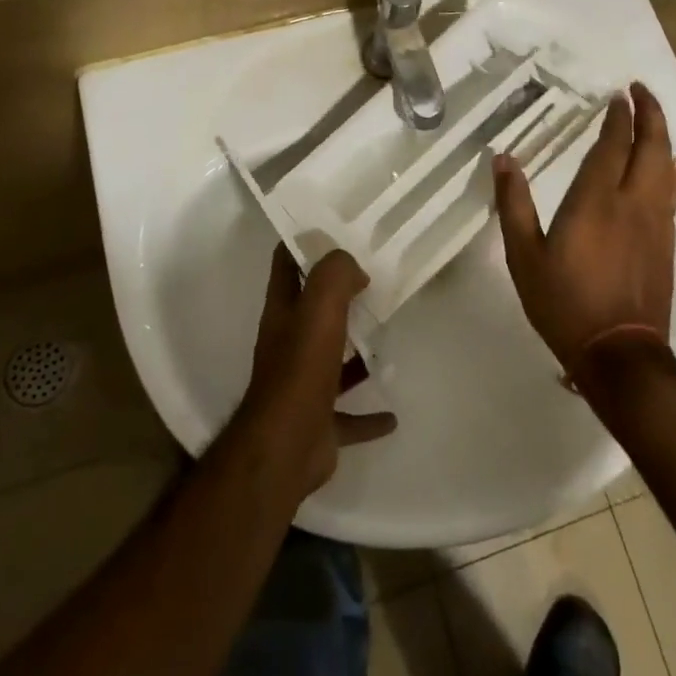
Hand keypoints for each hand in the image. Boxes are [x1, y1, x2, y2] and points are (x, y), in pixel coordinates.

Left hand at [236, 247, 397, 499]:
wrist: (286, 447)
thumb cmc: (301, 369)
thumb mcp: (319, 307)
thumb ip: (335, 275)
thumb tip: (353, 268)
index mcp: (282, 312)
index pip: (285, 263)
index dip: (303, 242)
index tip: (334, 228)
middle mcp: (288, 344)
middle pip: (312, 311)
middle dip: (338, 295)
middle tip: (375, 279)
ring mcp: (303, 386)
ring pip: (332, 361)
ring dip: (355, 353)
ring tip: (387, 338)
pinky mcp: (319, 423)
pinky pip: (348, 415)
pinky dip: (369, 416)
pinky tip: (393, 416)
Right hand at [492, 81, 675, 381]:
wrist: (620, 355)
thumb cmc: (564, 304)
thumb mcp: (525, 256)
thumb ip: (514, 205)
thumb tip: (503, 159)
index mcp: (596, 201)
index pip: (613, 145)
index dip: (618, 117)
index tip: (618, 95)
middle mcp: (633, 203)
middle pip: (651, 147)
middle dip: (650, 114)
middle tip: (642, 91)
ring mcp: (656, 224)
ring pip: (667, 167)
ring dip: (662, 136)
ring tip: (655, 119)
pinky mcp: (668, 244)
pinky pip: (672, 192)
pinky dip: (670, 170)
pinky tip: (670, 167)